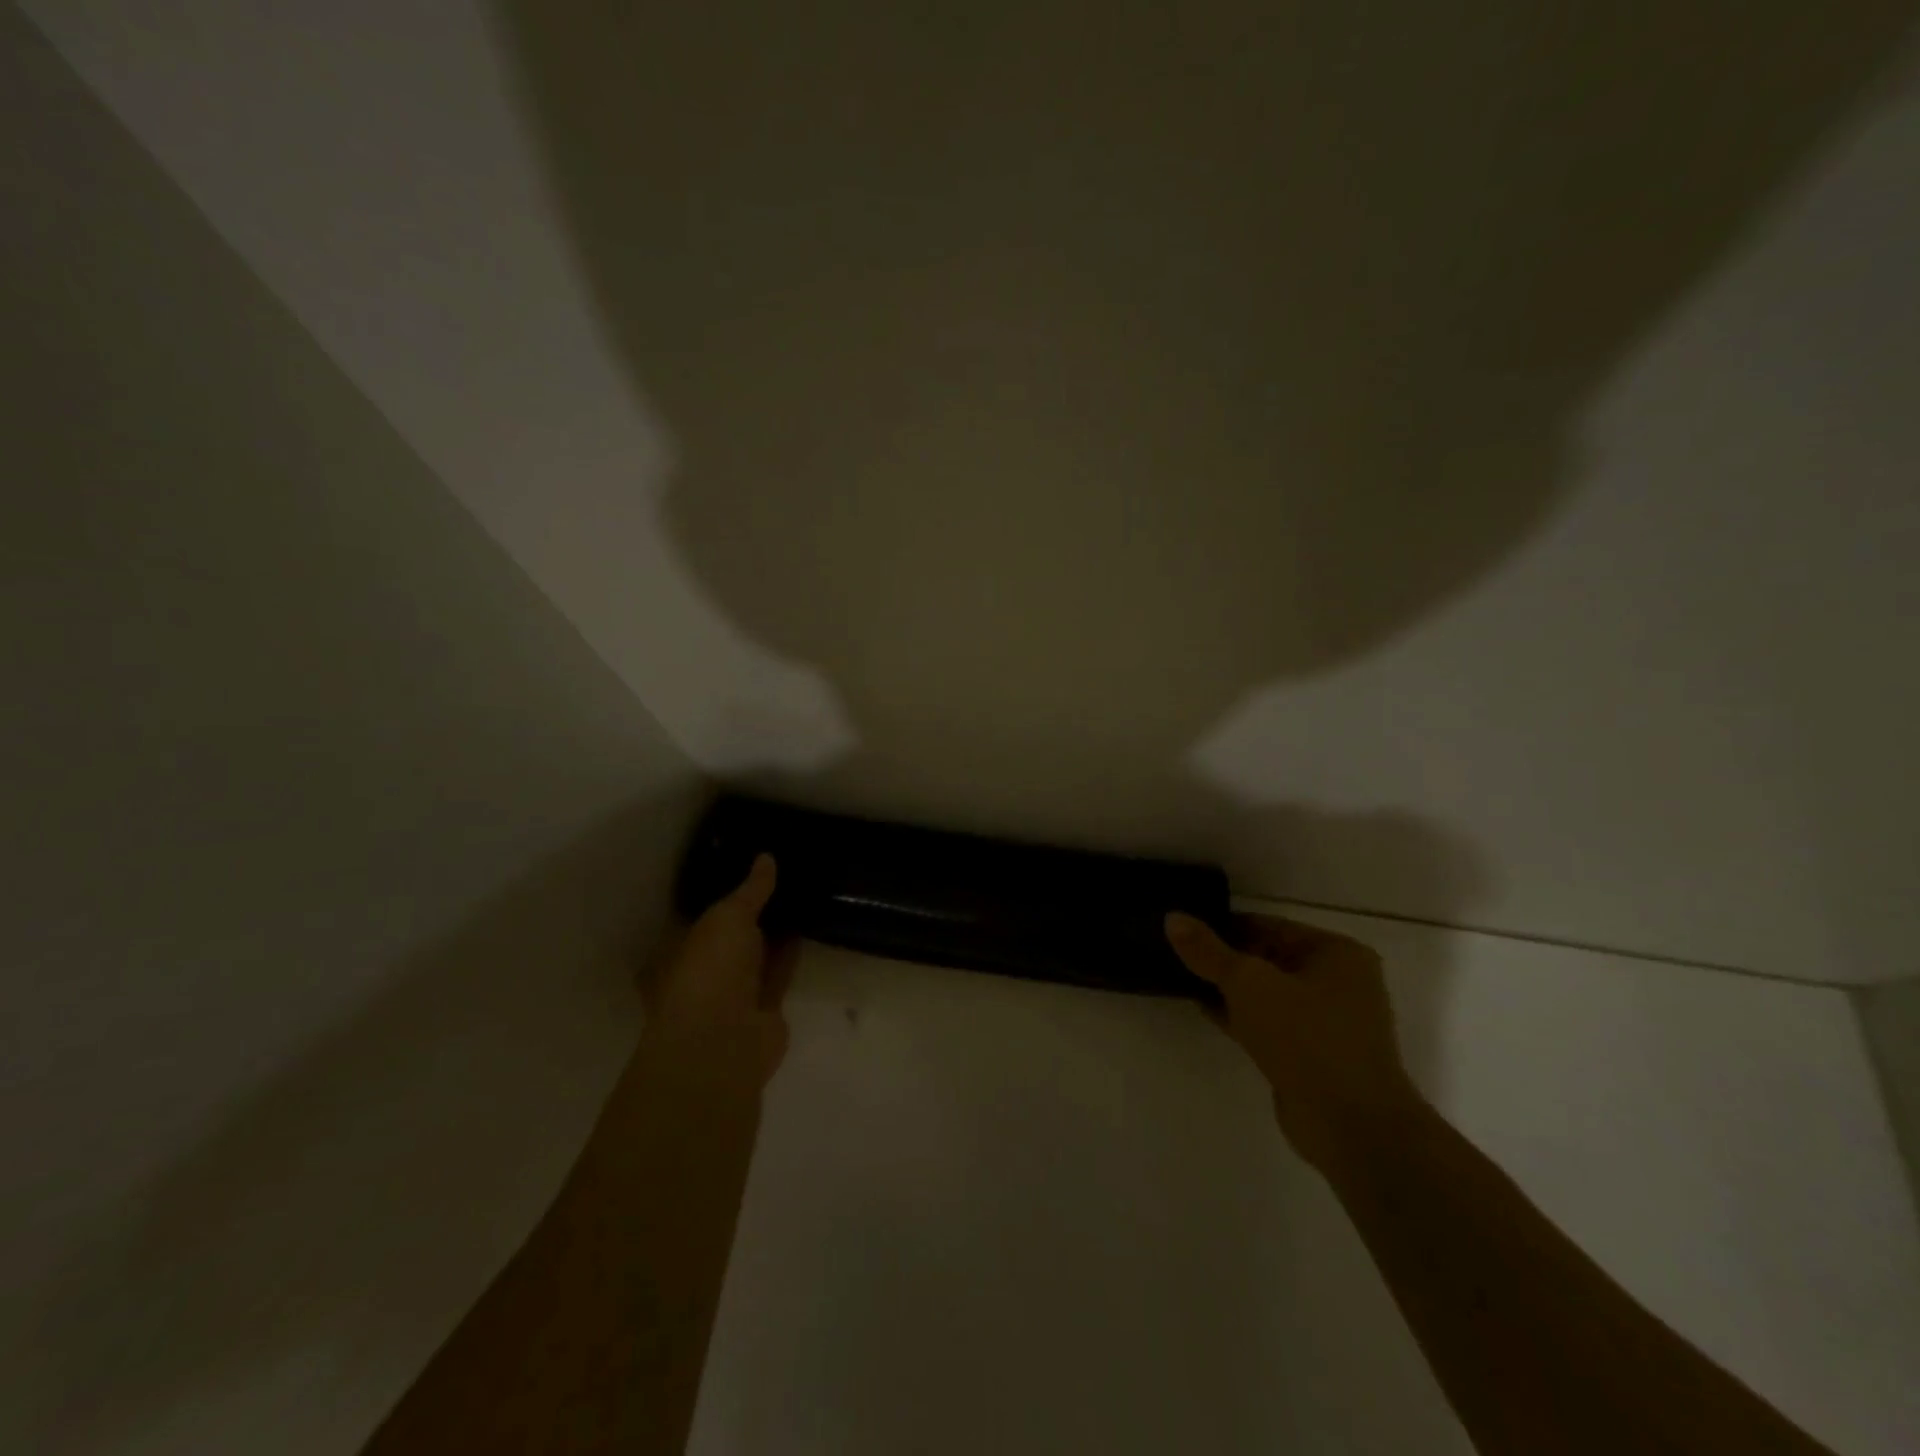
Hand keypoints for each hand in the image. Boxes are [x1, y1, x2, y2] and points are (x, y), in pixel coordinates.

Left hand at [643, 854, 794, 1086]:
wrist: (724, 1042)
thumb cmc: (708, 971)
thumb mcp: (728, 917)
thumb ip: (750, 890)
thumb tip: (766, 858)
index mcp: (676, 952)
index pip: (697, 917)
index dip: (720, 895)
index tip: (743, 867)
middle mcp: (701, 974)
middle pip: (728, 938)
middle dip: (750, 914)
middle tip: (778, 877)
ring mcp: (732, 995)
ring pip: (755, 956)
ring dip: (773, 933)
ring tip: (798, 895)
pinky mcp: (763, 1010)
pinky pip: (778, 973)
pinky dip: (790, 954)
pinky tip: (807, 926)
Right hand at [1167, 912, 1421, 1169]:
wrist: (1351, 1126)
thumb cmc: (1306, 1037)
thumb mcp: (1249, 983)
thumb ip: (1208, 951)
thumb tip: (1172, 918)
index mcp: (1337, 953)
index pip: (1269, 926)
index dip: (1225, 926)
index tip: (1184, 929)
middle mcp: (1340, 982)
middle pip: (1268, 958)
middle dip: (1225, 959)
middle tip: (1177, 953)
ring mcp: (1328, 1022)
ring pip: (1267, 993)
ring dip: (1230, 989)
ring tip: (1183, 978)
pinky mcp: (1313, 1055)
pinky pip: (1269, 1023)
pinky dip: (1240, 1015)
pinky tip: (1204, 1010)